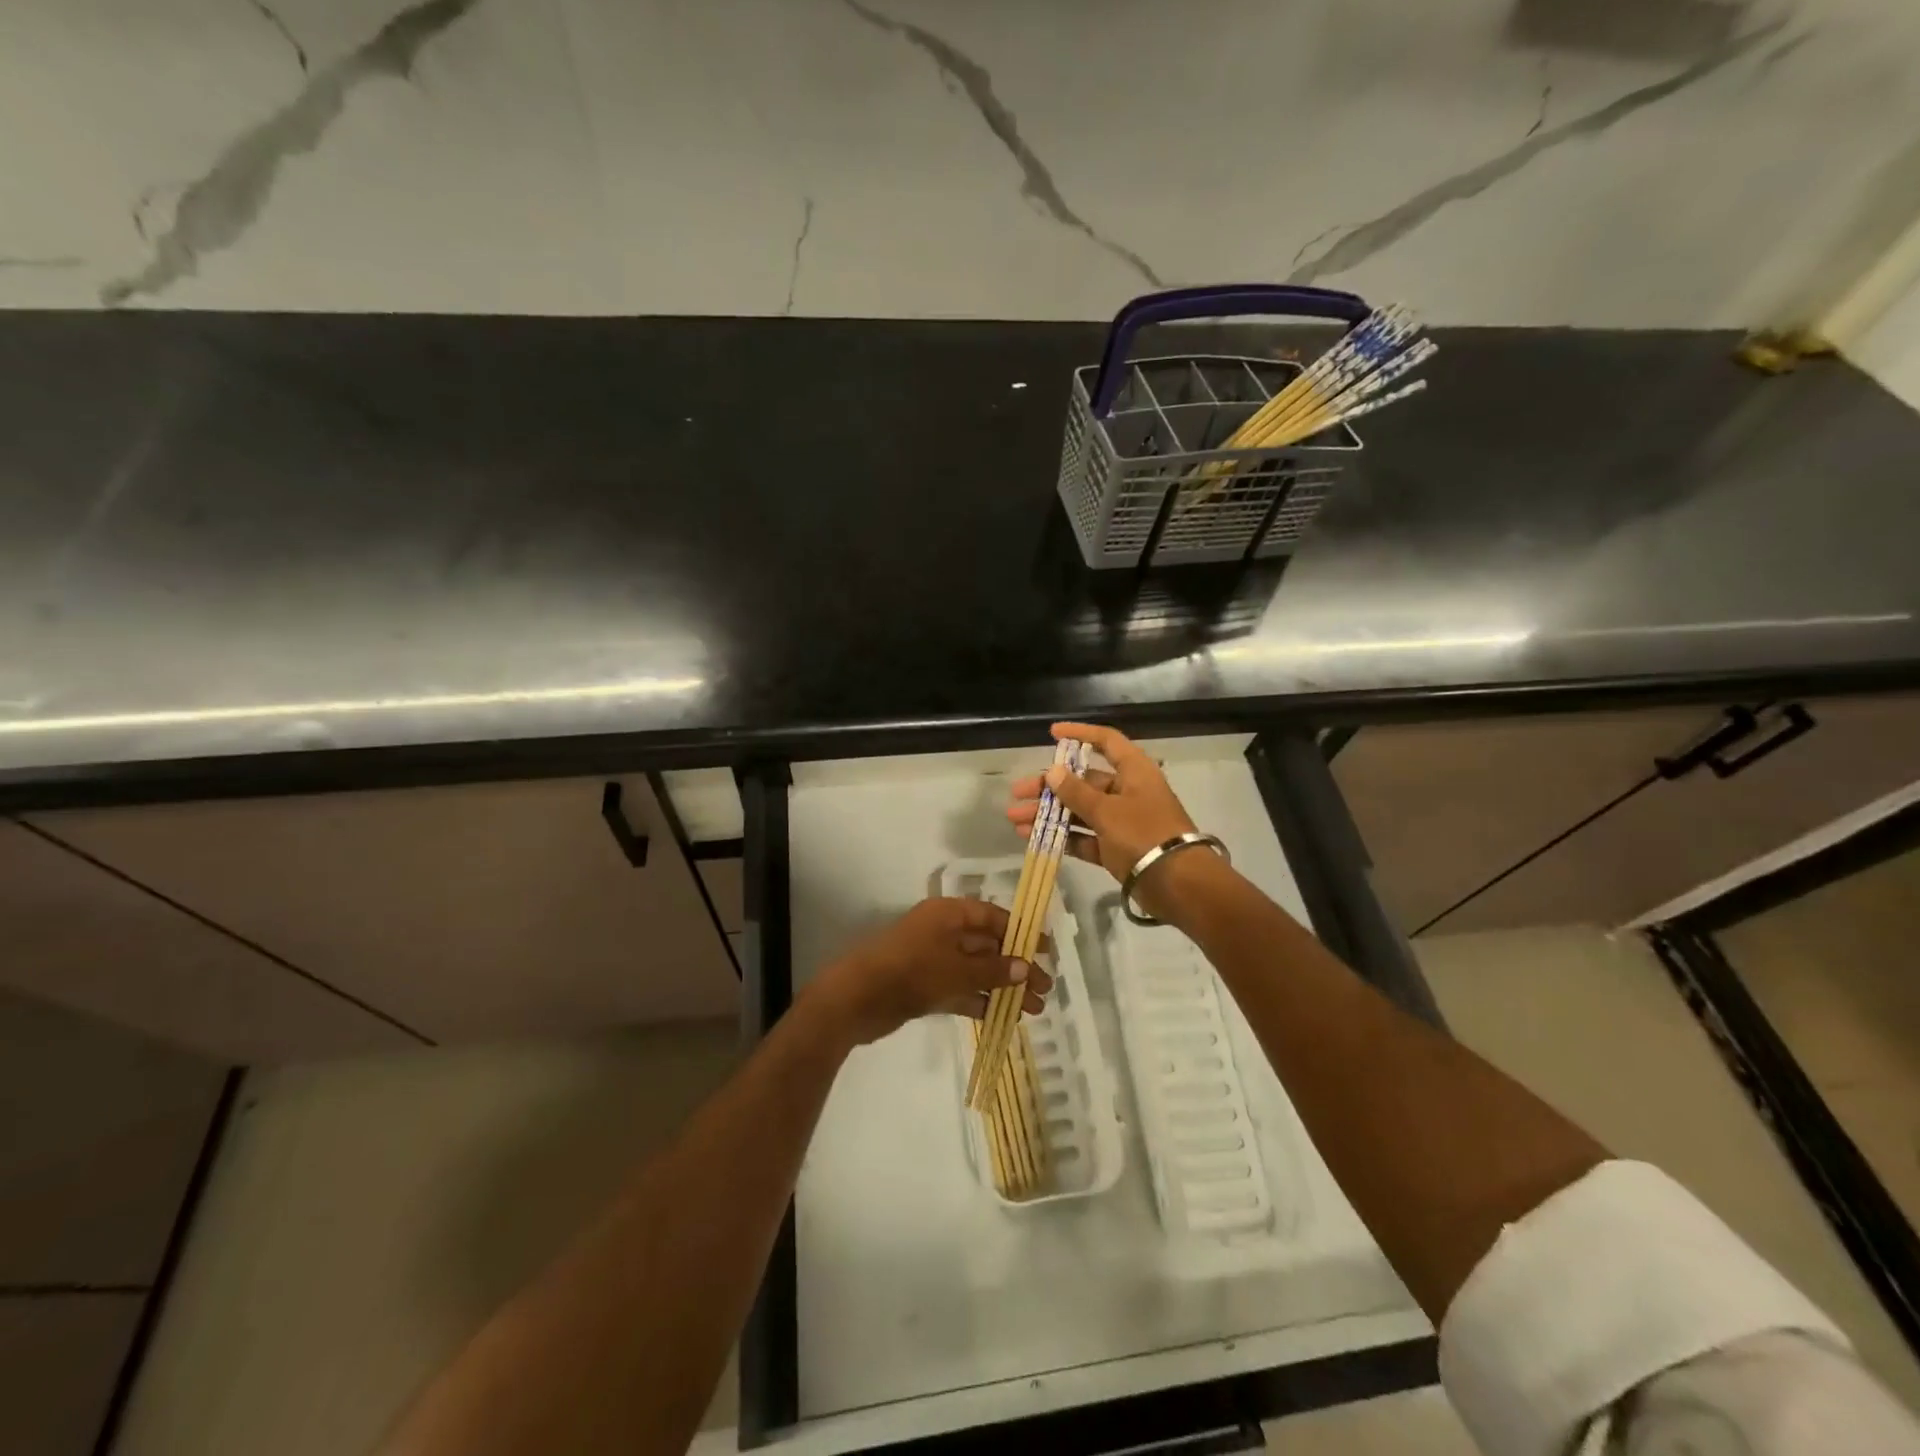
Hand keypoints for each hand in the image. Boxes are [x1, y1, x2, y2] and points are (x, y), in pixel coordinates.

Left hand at [808, 898, 1051, 1046]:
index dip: (1019, 931)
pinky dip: (981, 1000)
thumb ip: (992, 970)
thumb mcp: (955, 969)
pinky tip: (1003, 1017)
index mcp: (948, 914)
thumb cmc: (909, 971)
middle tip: (1045, 989)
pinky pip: (961, 990)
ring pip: (976, 970)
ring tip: (1033, 1010)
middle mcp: (943, 932)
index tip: (1045, 951)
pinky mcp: (925, 986)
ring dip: (1003, 988)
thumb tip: (1025, 968)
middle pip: (987, 945)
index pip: (991, 916)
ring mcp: (933, 960)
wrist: (855, 999)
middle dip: (1016, 966)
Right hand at [1007, 722, 1206, 918]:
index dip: (1080, 734)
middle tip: (1018, 793)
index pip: (1106, 741)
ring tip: (1016, 820)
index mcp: (1134, 772)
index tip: (1052, 733)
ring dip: (1049, 814)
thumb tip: (1053, 771)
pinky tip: (1033, 837)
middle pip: (1084, 781)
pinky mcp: (1116, 848)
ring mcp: (1122, 822)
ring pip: (1080, 811)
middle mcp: (1128, 792)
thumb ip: (1077, 792)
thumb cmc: (1145, 834)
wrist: (1178, 884)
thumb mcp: (1107, 811)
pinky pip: (1084, 837)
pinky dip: (1062, 836)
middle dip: (1049, 787)